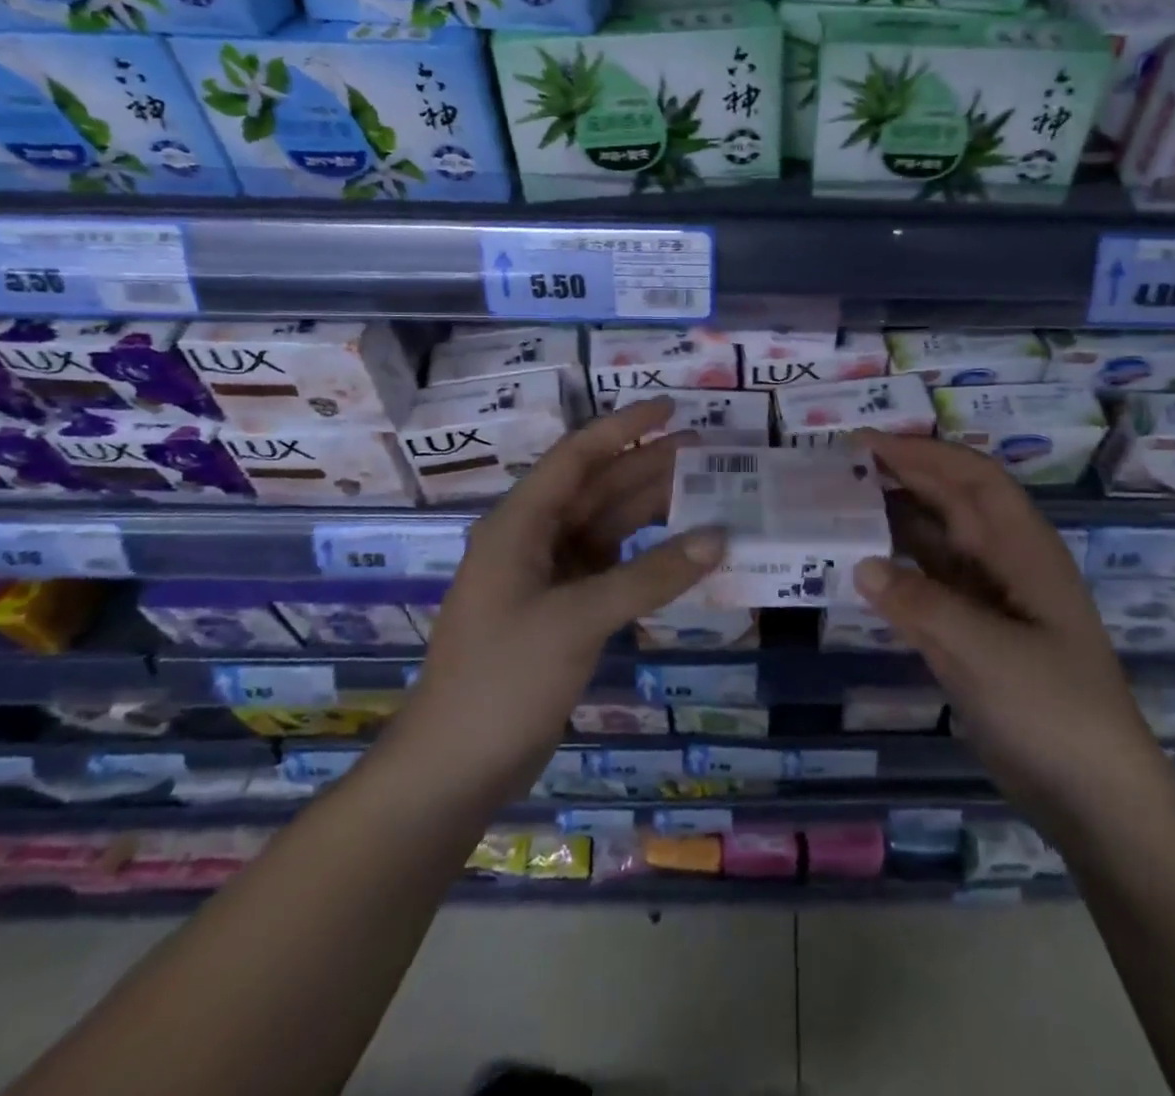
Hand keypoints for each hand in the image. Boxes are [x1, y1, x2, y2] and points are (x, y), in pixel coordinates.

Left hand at [382, 398, 724, 808]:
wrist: (456, 767)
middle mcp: (534, 541)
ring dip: (652, 511)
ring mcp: (548, 578)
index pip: (577, 457)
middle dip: (649, 467)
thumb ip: (650, 575)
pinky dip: (647, 558)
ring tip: (707, 494)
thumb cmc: (504, 679)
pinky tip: (682, 553)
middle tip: (708, 452)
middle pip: (598, 489)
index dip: (623, 428)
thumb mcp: (578, 620)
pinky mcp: (563, 612)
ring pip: (608, 528)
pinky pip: (613, 568)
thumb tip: (718, 537)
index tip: (671, 408)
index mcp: (520, 525)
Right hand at [853, 430, 1171, 839]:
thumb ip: (922, 605)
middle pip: (952, 501)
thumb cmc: (1052, 711)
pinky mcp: (974, 633)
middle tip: (842, 465)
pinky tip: (864, 567)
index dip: (922, 453)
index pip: (971, 479)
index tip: (866, 443)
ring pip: (938, 541)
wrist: (1092, 795)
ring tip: (843, 505)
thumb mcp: (987, 654)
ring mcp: (990, 599)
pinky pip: (930, 585)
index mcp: (1023, 549)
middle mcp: (1006, 562)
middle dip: (904, 475)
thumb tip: (861, 564)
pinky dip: (898, 570)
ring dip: (897, 519)